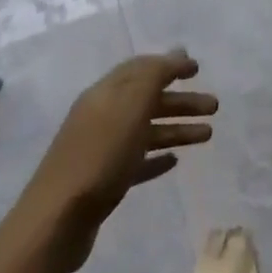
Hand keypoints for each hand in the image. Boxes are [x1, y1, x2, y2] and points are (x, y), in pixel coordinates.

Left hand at [16, 51, 217, 269]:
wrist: (58, 220)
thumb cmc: (100, 155)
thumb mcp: (131, 105)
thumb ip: (154, 75)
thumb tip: (177, 52)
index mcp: (105, 94)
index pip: (141, 69)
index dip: (170, 65)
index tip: (198, 69)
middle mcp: (102, 116)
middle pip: (147, 101)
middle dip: (181, 101)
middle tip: (214, 107)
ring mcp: (101, 149)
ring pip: (146, 131)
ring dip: (177, 129)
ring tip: (207, 135)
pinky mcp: (103, 180)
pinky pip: (136, 161)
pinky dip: (156, 157)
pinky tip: (174, 161)